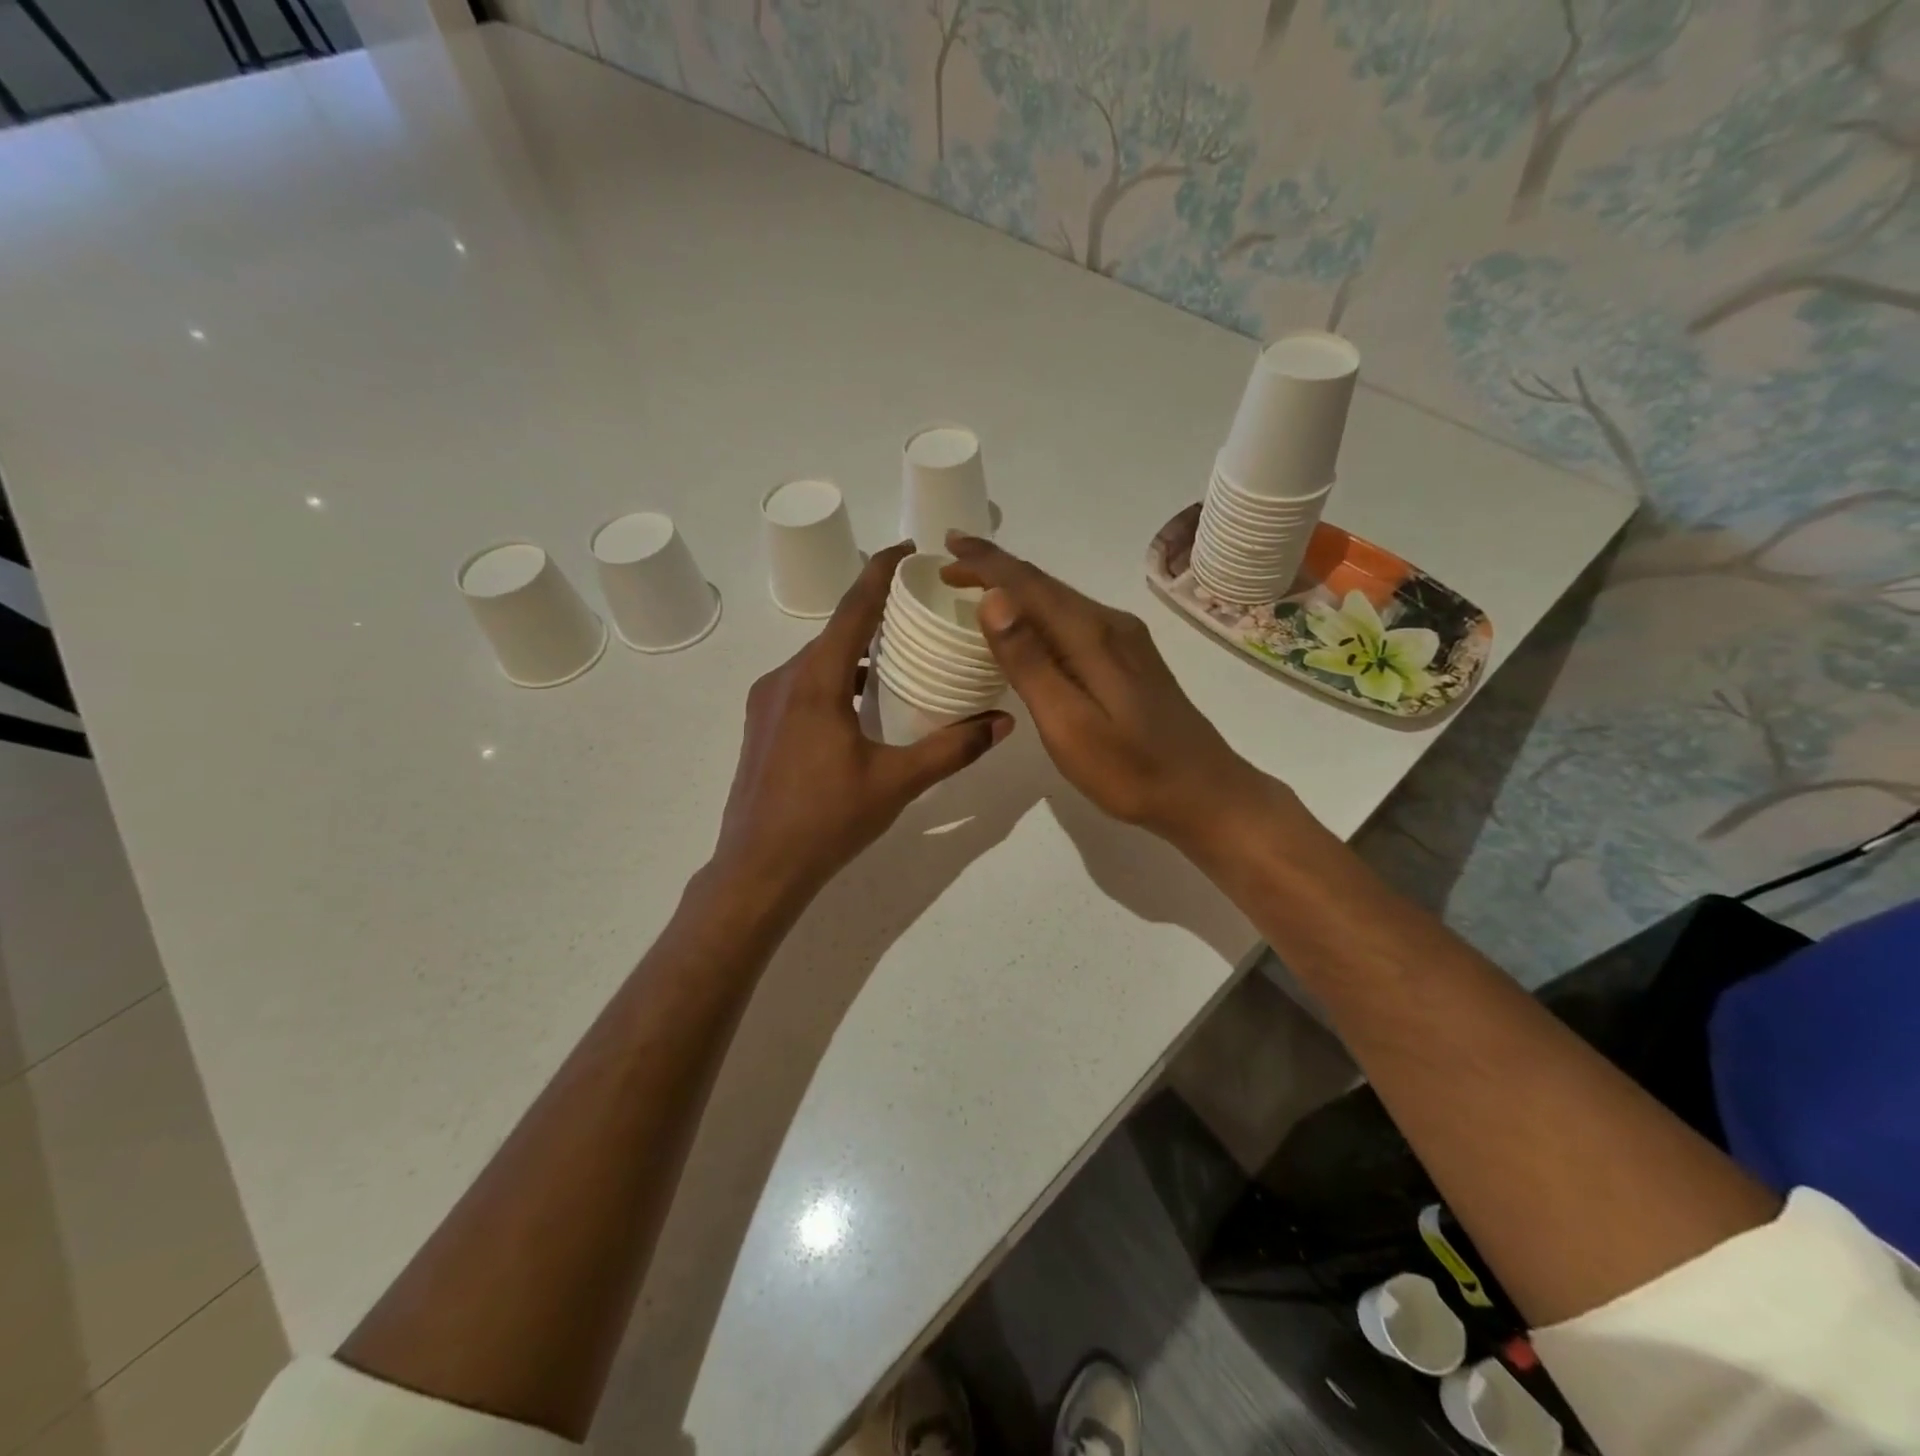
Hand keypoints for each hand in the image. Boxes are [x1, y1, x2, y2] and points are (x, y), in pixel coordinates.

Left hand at [712, 542, 1013, 910]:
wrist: (758, 869)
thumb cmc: (827, 821)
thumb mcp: (897, 782)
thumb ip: (953, 748)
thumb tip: (1003, 722)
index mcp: (816, 680)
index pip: (854, 607)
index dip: (881, 571)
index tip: (909, 549)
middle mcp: (784, 678)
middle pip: (836, 631)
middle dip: (877, 615)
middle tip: (921, 613)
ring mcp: (766, 702)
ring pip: (819, 660)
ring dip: (857, 653)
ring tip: (901, 660)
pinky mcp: (761, 725)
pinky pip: (804, 684)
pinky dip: (837, 679)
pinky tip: (862, 706)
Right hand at [943, 533, 1268, 850]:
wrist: (1205, 793)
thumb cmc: (1130, 770)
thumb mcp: (1069, 724)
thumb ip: (1029, 662)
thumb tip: (993, 598)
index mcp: (1091, 636)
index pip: (1029, 584)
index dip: (986, 562)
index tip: (947, 545)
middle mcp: (1110, 625)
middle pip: (1045, 585)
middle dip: (996, 569)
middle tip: (952, 565)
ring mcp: (1125, 641)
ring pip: (1061, 601)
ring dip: (1018, 589)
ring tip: (979, 587)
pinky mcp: (1131, 660)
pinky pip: (1074, 620)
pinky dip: (1040, 612)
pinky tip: (1028, 627)